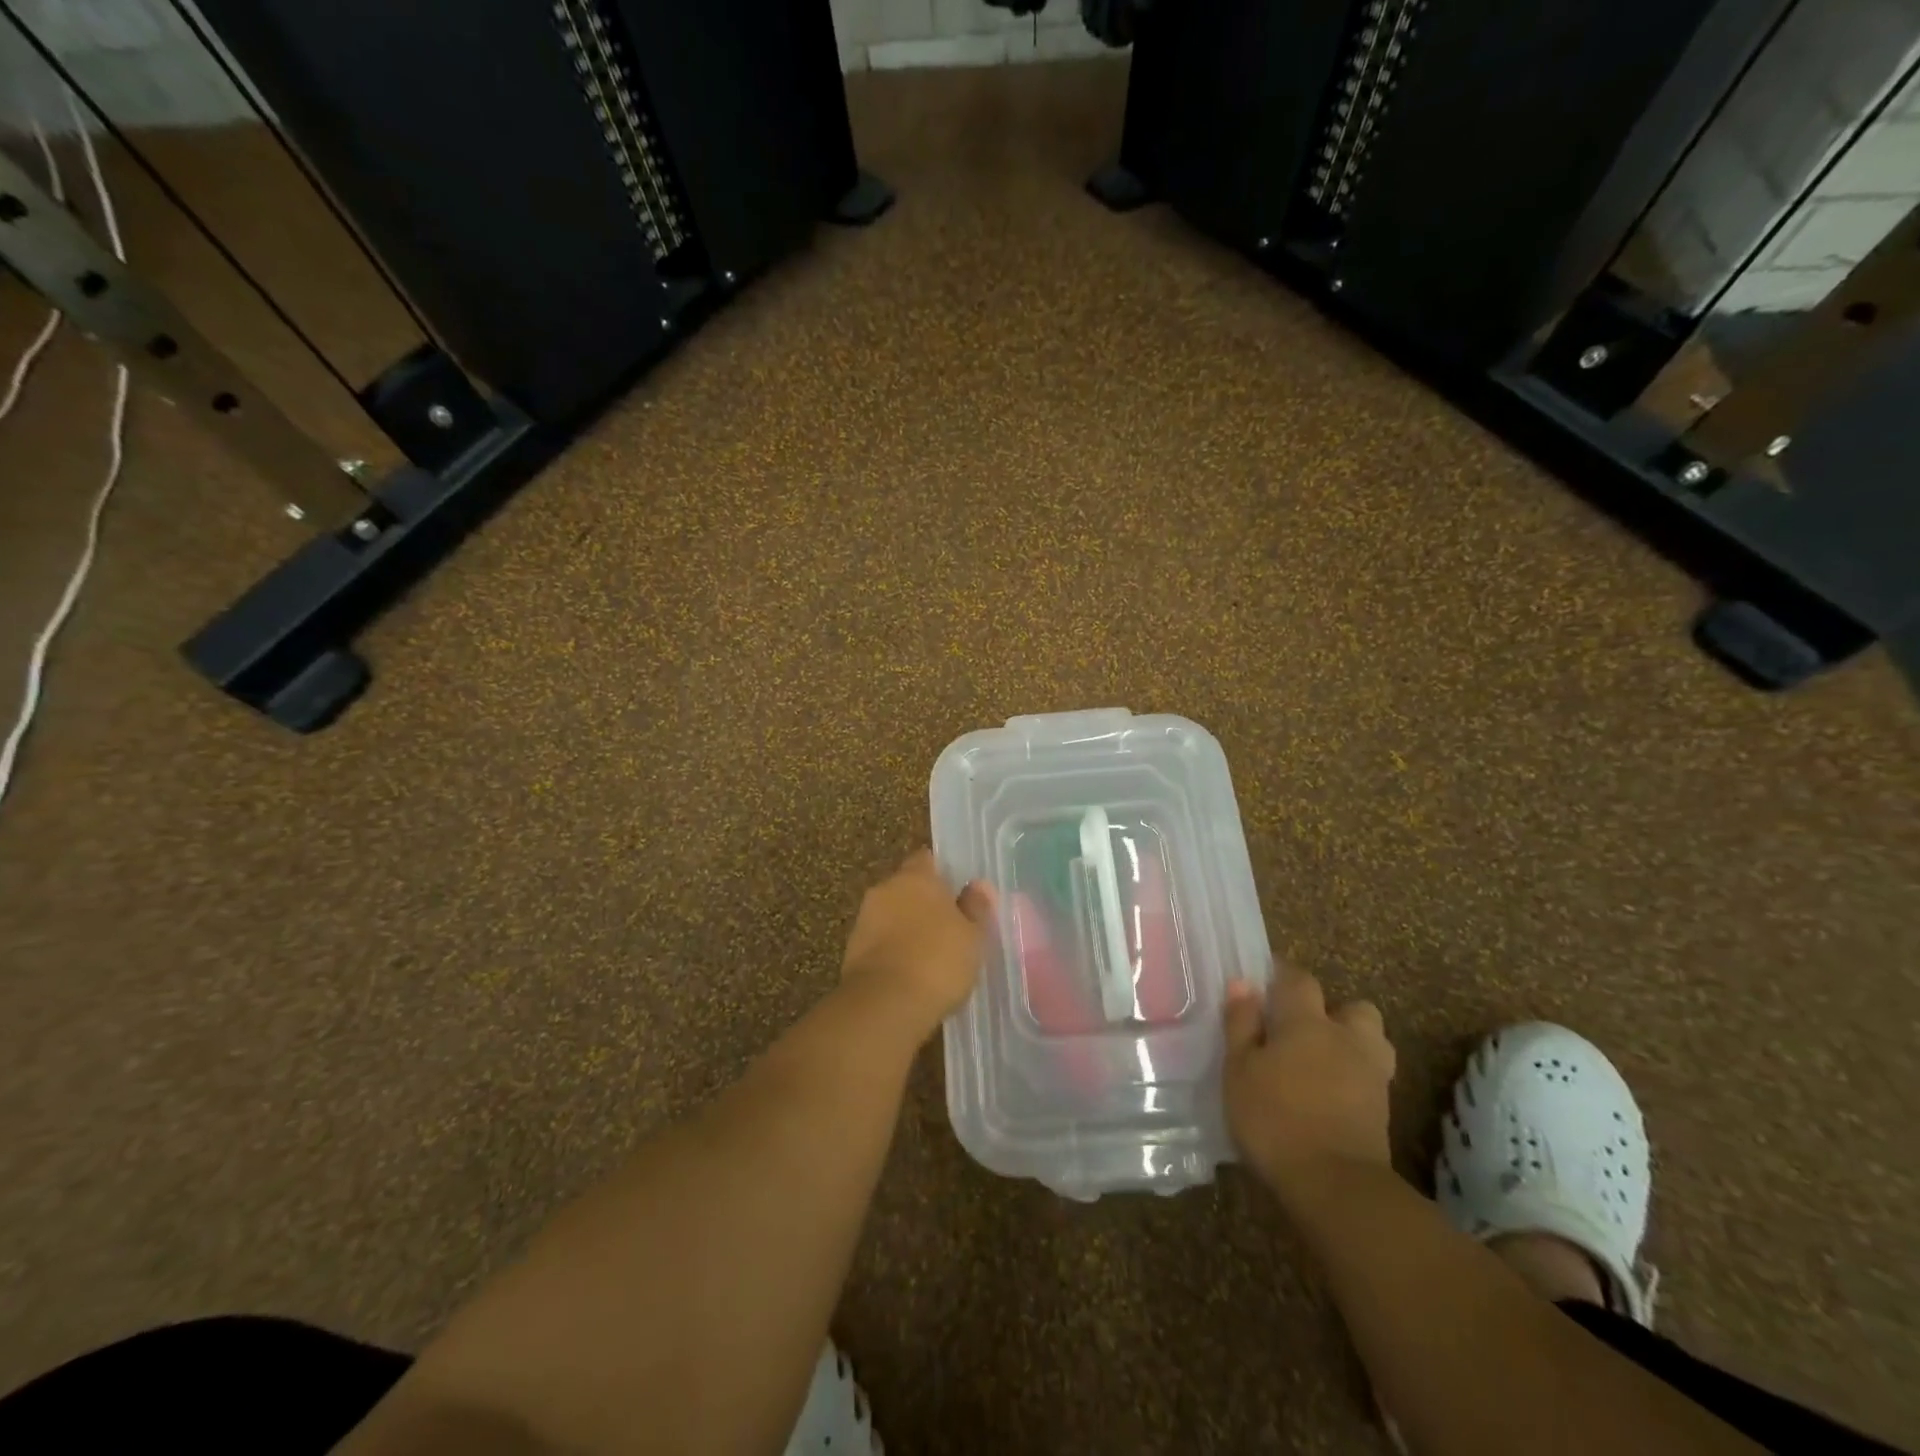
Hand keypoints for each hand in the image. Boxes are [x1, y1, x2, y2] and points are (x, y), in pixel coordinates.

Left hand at [841, 850, 994, 1038]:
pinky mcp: (851, 951)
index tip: (956, 890)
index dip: (941, 872)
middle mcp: (885, 889)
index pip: (926, 859)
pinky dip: (892, 950)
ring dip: (906, 927)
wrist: (884, 1005)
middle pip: (906, 887)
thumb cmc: (938, 961)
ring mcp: (864, 920)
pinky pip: (879, 941)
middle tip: (947, 924)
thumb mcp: (972, 936)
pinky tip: (910, 972)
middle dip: (923, 902)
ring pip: (890, 914)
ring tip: (930, 953)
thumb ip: (976, 907)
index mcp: (915, 877)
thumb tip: (980, 885)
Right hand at [1223, 973, 1395, 1199]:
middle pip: (1354, 1008)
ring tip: (1322, 1060)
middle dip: (1333, 1011)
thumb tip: (1243, 984)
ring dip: (1352, 1043)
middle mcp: (1346, 1039)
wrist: (1335, 1185)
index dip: (1282, 975)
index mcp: (1307, 1022)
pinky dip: (1355, 1077)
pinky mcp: (1384, 1111)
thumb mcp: (1239, 1069)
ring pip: (1371, 1041)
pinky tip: (1330, 1093)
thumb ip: (1241, 1024)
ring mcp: (1372, 1075)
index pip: (1299, 979)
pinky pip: (1372, 1076)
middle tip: (1301, 1028)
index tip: (1264, 981)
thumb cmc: (1274, 1118)